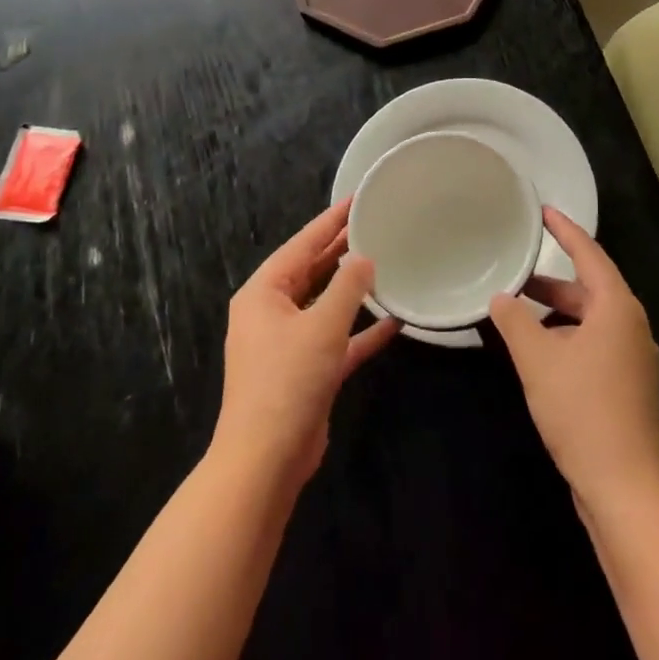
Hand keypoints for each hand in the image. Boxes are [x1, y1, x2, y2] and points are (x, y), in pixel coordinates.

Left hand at [212, 200, 398, 492]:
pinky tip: (395, 321)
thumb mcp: (322, 325)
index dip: (331, 220)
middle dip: (342, 250)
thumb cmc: (288, 380)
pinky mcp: (305, 372)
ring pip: (324, 304)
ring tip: (387, 262)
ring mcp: (286, 344)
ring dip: (353, 289)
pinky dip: (360, 330)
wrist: (266, 460)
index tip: (358, 198)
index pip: (302, 244)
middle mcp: (271, 313)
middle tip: (376, 224)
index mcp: (263, 292)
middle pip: (311, 270)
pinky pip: (336, 340)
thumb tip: (365, 258)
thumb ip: (347, 286)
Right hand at [489, 208, 658, 514]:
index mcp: (617, 309)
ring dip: (557, 315)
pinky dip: (568, 340)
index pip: (590, 254)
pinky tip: (542, 358)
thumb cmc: (582, 411)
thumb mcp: (538, 360)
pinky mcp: (630, 389)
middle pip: (591, 289)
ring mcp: (635, 361)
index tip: (543, 211)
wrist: (627, 490)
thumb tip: (501, 298)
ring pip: (592, 322)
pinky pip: (596, 347)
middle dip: (553, 282)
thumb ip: (514, 322)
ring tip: (519, 318)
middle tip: (516, 273)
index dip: (565, 231)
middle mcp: (633, 327)